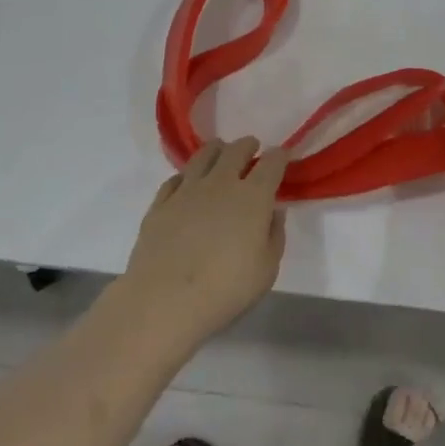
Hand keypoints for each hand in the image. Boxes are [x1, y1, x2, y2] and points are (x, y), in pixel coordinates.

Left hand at [122, 138, 287, 352]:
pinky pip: (175, 179)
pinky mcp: (161, 203)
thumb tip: (274, 212)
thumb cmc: (225, 289)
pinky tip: (188, 183)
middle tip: (251, 149)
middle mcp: (221, 183)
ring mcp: (187, 190)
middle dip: (247, 145)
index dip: (280, 155)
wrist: (165, 300)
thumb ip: (274, 236)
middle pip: (236, 150)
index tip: (283, 154)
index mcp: (253, 197)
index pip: (272, 163)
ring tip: (220, 153)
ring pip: (204, 155)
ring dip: (217, 150)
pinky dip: (187, 176)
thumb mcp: (266, 270)